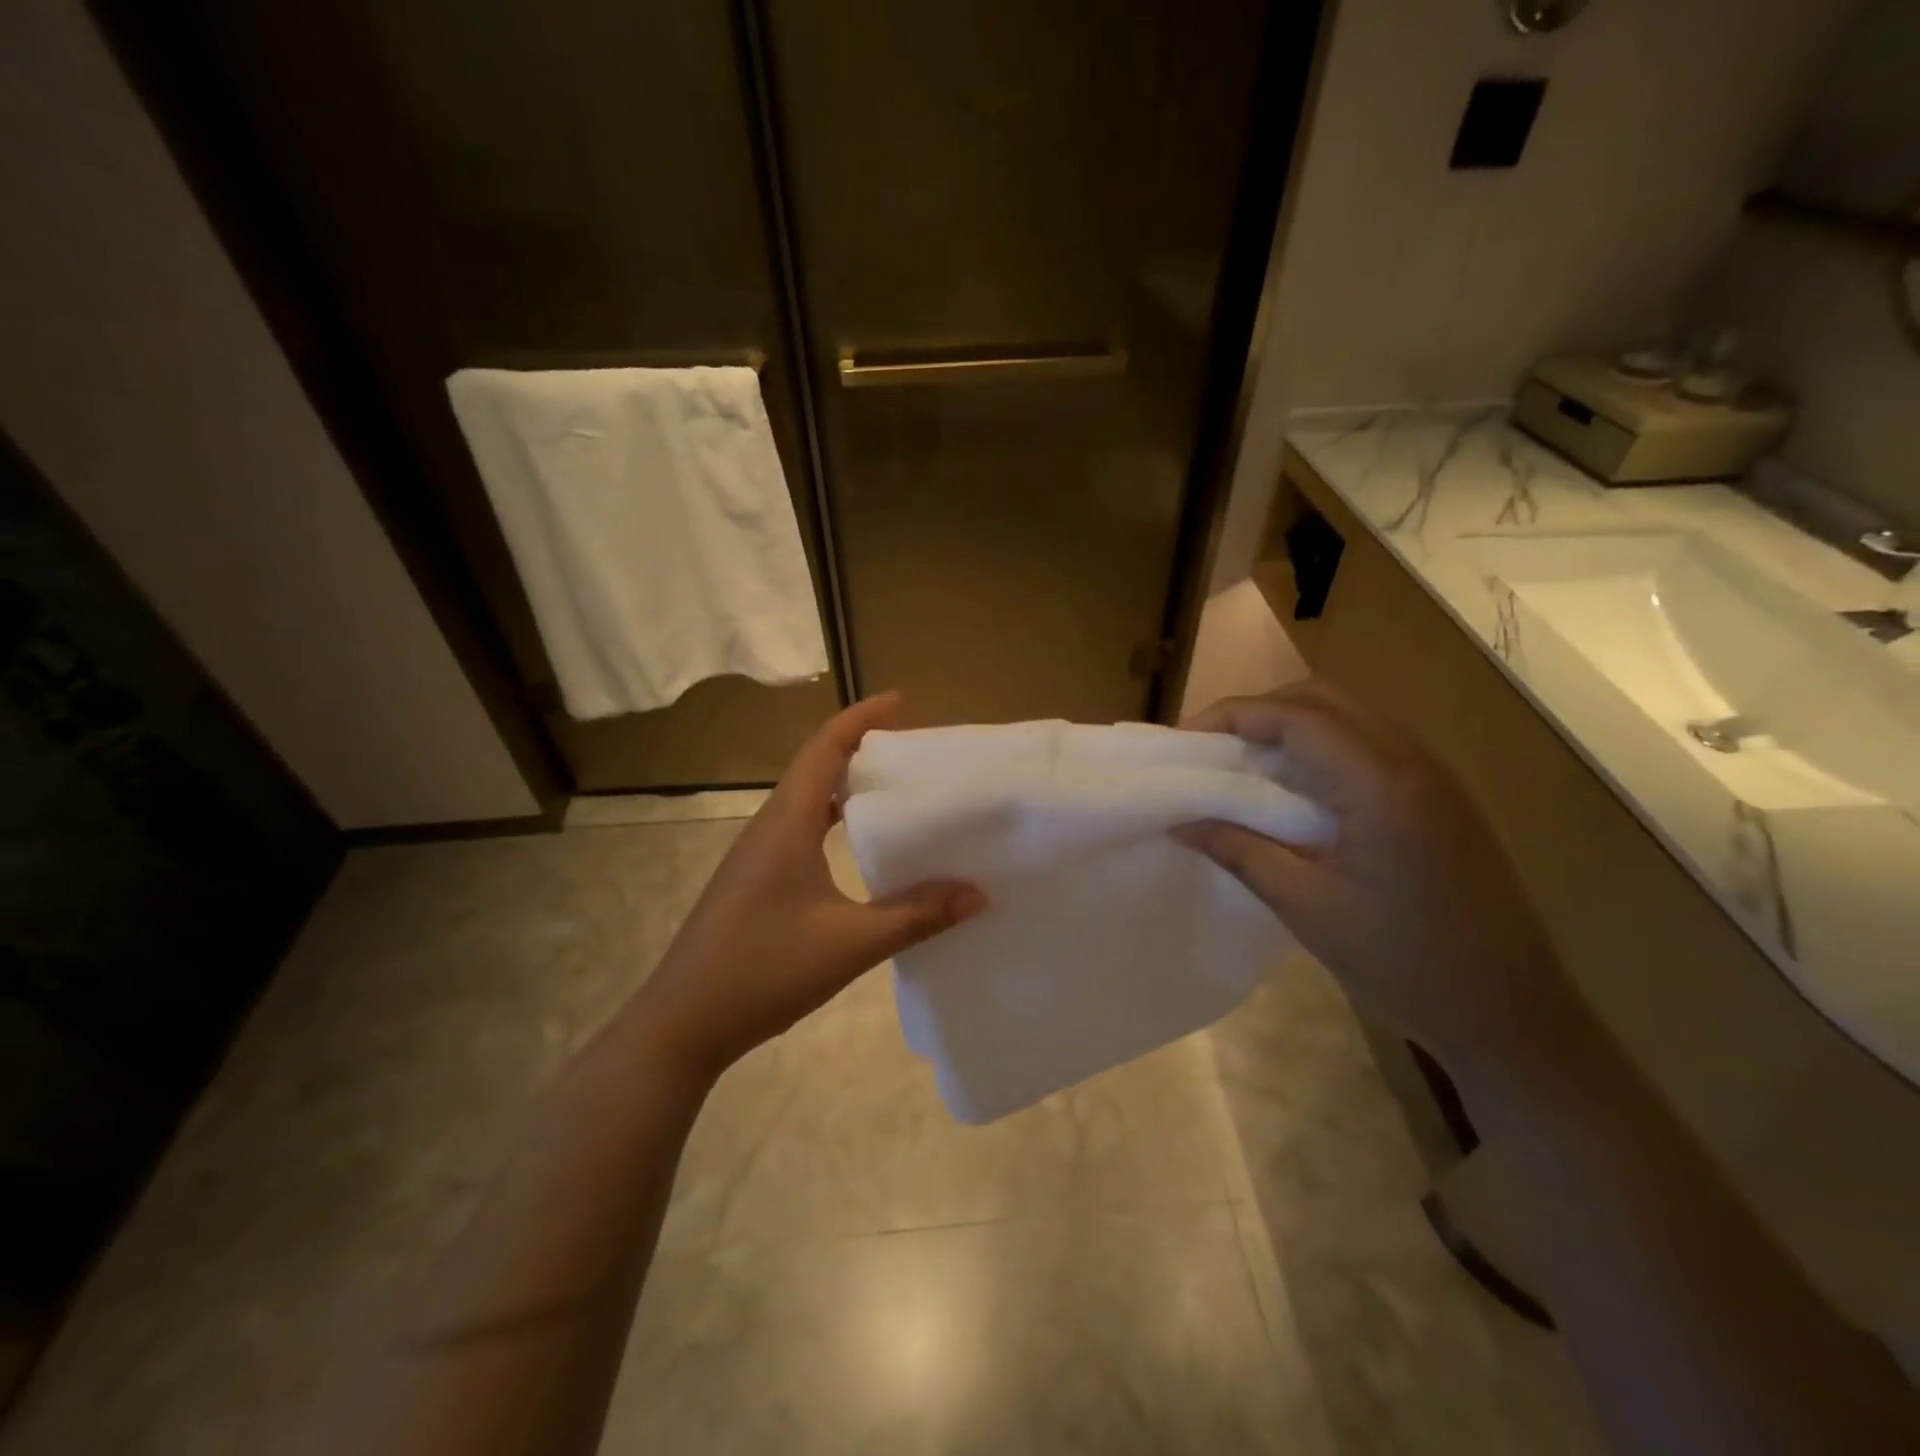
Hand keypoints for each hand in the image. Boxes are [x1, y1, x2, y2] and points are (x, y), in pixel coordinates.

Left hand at [628, 693, 984, 1079]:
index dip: (861, 718)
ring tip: (894, 789)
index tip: (901, 701)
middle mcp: (769, 827)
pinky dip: (832, 819)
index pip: (824, 749)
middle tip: (911, 749)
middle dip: (859, 746)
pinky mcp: (754, 880)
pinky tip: (858, 848)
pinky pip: (799, 828)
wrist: (682, 1023)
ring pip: (805, 799)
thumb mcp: (849, 944)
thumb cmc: (762, 970)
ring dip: (845, 784)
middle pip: (815, 766)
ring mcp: (756, 854)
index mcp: (787, 824)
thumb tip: (976, 894)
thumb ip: (915, 916)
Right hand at [1176, 680, 1584, 1072]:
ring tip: (1244, 764)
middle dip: (1260, 710)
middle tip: (1212, 746)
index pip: (1295, 716)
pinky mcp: (1439, 797)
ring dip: (1291, 725)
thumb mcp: (1306, 907)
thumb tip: (1180, 821)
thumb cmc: (1402, 962)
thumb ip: (1239, 851)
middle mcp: (1411, 761)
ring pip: (1349, 716)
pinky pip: (1368, 744)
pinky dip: (1321, 746)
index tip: (1184, 740)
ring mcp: (1433, 776)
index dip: (1233, 715)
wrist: (1511, 1013)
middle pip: (1324, 700)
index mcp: (1380, 784)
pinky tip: (1296, 789)